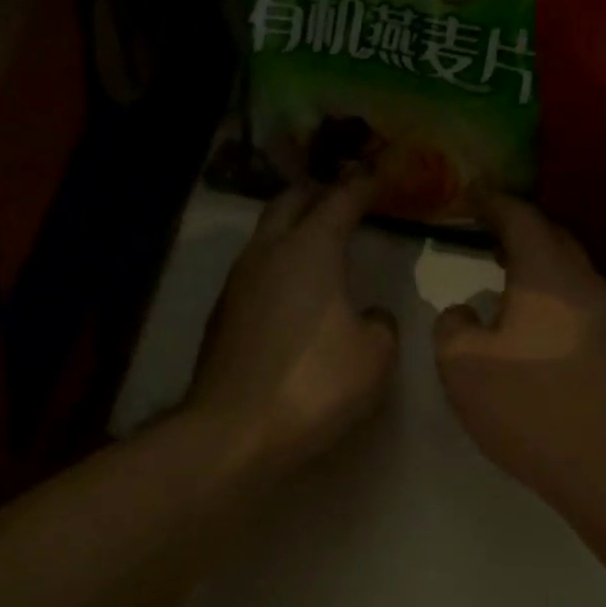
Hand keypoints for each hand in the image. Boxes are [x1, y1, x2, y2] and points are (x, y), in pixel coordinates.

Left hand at [190, 176, 397, 476]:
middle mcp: (267, 253)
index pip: (340, 199)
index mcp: (309, 250)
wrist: (235, 430)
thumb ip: (381, 325)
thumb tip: (371, 316)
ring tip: (318, 236)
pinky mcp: (223, 313)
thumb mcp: (374, 357)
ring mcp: (238, 282)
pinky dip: (278, 261)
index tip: (379, 176)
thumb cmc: (315, 385)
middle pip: (291, 201)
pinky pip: (256, 269)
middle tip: (343, 195)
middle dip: (319, 192)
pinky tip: (293, 287)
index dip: (363, 185)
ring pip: (267, 234)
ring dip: (293, 226)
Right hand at [434, 195, 605, 509]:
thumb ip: (451, 326)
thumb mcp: (462, 366)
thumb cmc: (528, 406)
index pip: (519, 217)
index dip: (490, 202)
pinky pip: (574, 297)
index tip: (466, 195)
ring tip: (499, 270)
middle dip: (515, 227)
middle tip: (480, 229)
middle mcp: (583, 282)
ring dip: (534, 261)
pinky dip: (547, 290)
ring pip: (566, 268)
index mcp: (547, 273)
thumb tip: (464, 312)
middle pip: (551, 236)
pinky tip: (526, 316)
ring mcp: (605, 314)